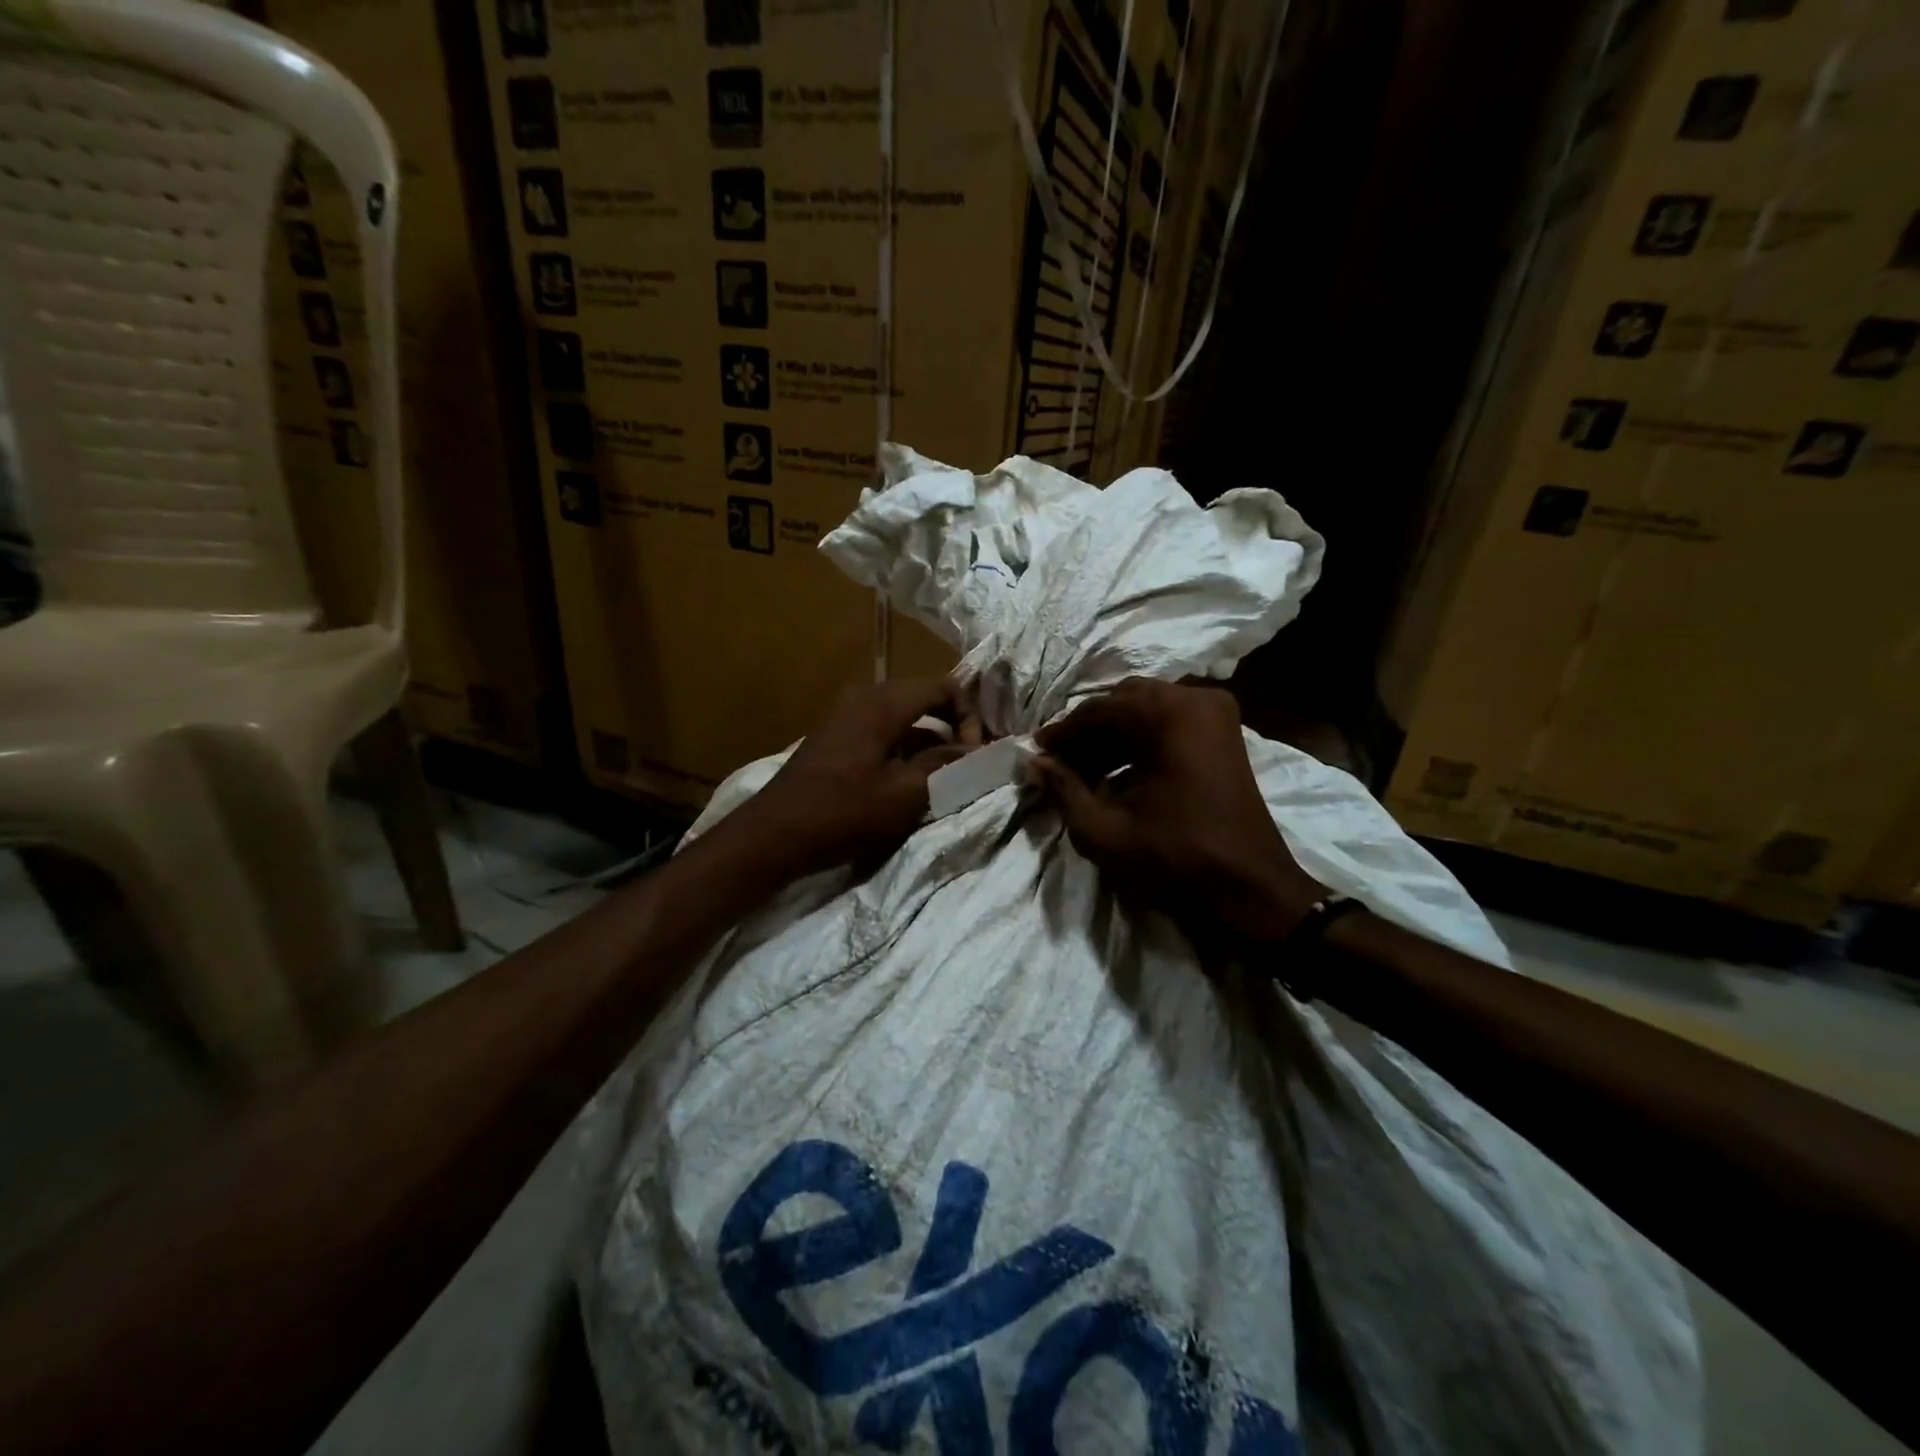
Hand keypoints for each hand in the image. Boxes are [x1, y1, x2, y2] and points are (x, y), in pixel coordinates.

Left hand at [734, 678, 977, 878]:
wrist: (773, 835)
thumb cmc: (843, 813)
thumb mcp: (904, 794)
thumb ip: (944, 766)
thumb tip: (974, 751)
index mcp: (883, 702)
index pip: (944, 687)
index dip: (969, 716)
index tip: (973, 754)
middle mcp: (864, 698)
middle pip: (923, 699)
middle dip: (950, 729)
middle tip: (964, 765)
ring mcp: (845, 716)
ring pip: (903, 718)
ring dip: (927, 743)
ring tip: (939, 781)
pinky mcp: (835, 738)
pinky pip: (881, 732)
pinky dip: (902, 750)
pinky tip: (906, 785)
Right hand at [1031, 678, 1326, 947]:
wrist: (1251, 890)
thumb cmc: (1175, 859)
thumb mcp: (1104, 830)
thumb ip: (1063, 789)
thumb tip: (1033, 762)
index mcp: (1168, 713)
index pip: (1098, 710)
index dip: (1063, 733)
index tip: (1036, 753)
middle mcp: (1195, 699)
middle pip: (1123, 703)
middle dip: (1088, 732)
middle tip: (1059, 764)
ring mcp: (1216, 715)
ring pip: (1147, 712)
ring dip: (1113, 738)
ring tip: (1082, 774)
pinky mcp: (1225, 734)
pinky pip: (1170, 724)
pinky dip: (1140, 743)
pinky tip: (1117, 775)